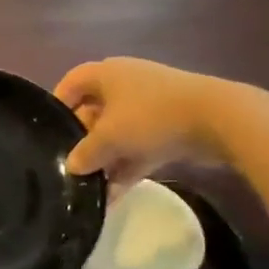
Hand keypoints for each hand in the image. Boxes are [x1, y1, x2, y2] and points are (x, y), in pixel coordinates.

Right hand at [54, 58, 236, 187]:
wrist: (218, 119)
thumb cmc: (151, 117)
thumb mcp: (110, 137)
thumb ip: (86, 153)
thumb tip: (72, 166)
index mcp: (107, 74)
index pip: (71, 82)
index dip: (58, 103)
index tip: (49, 130)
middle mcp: (126, 84)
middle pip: (94, 109)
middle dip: (83, 138)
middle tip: (71, 164)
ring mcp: (150, 105)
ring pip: (118, 131)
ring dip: (107, 157)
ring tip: (91, 186)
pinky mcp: (171, 125)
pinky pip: (140, 146)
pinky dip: (128, 166)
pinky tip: (115, 195)